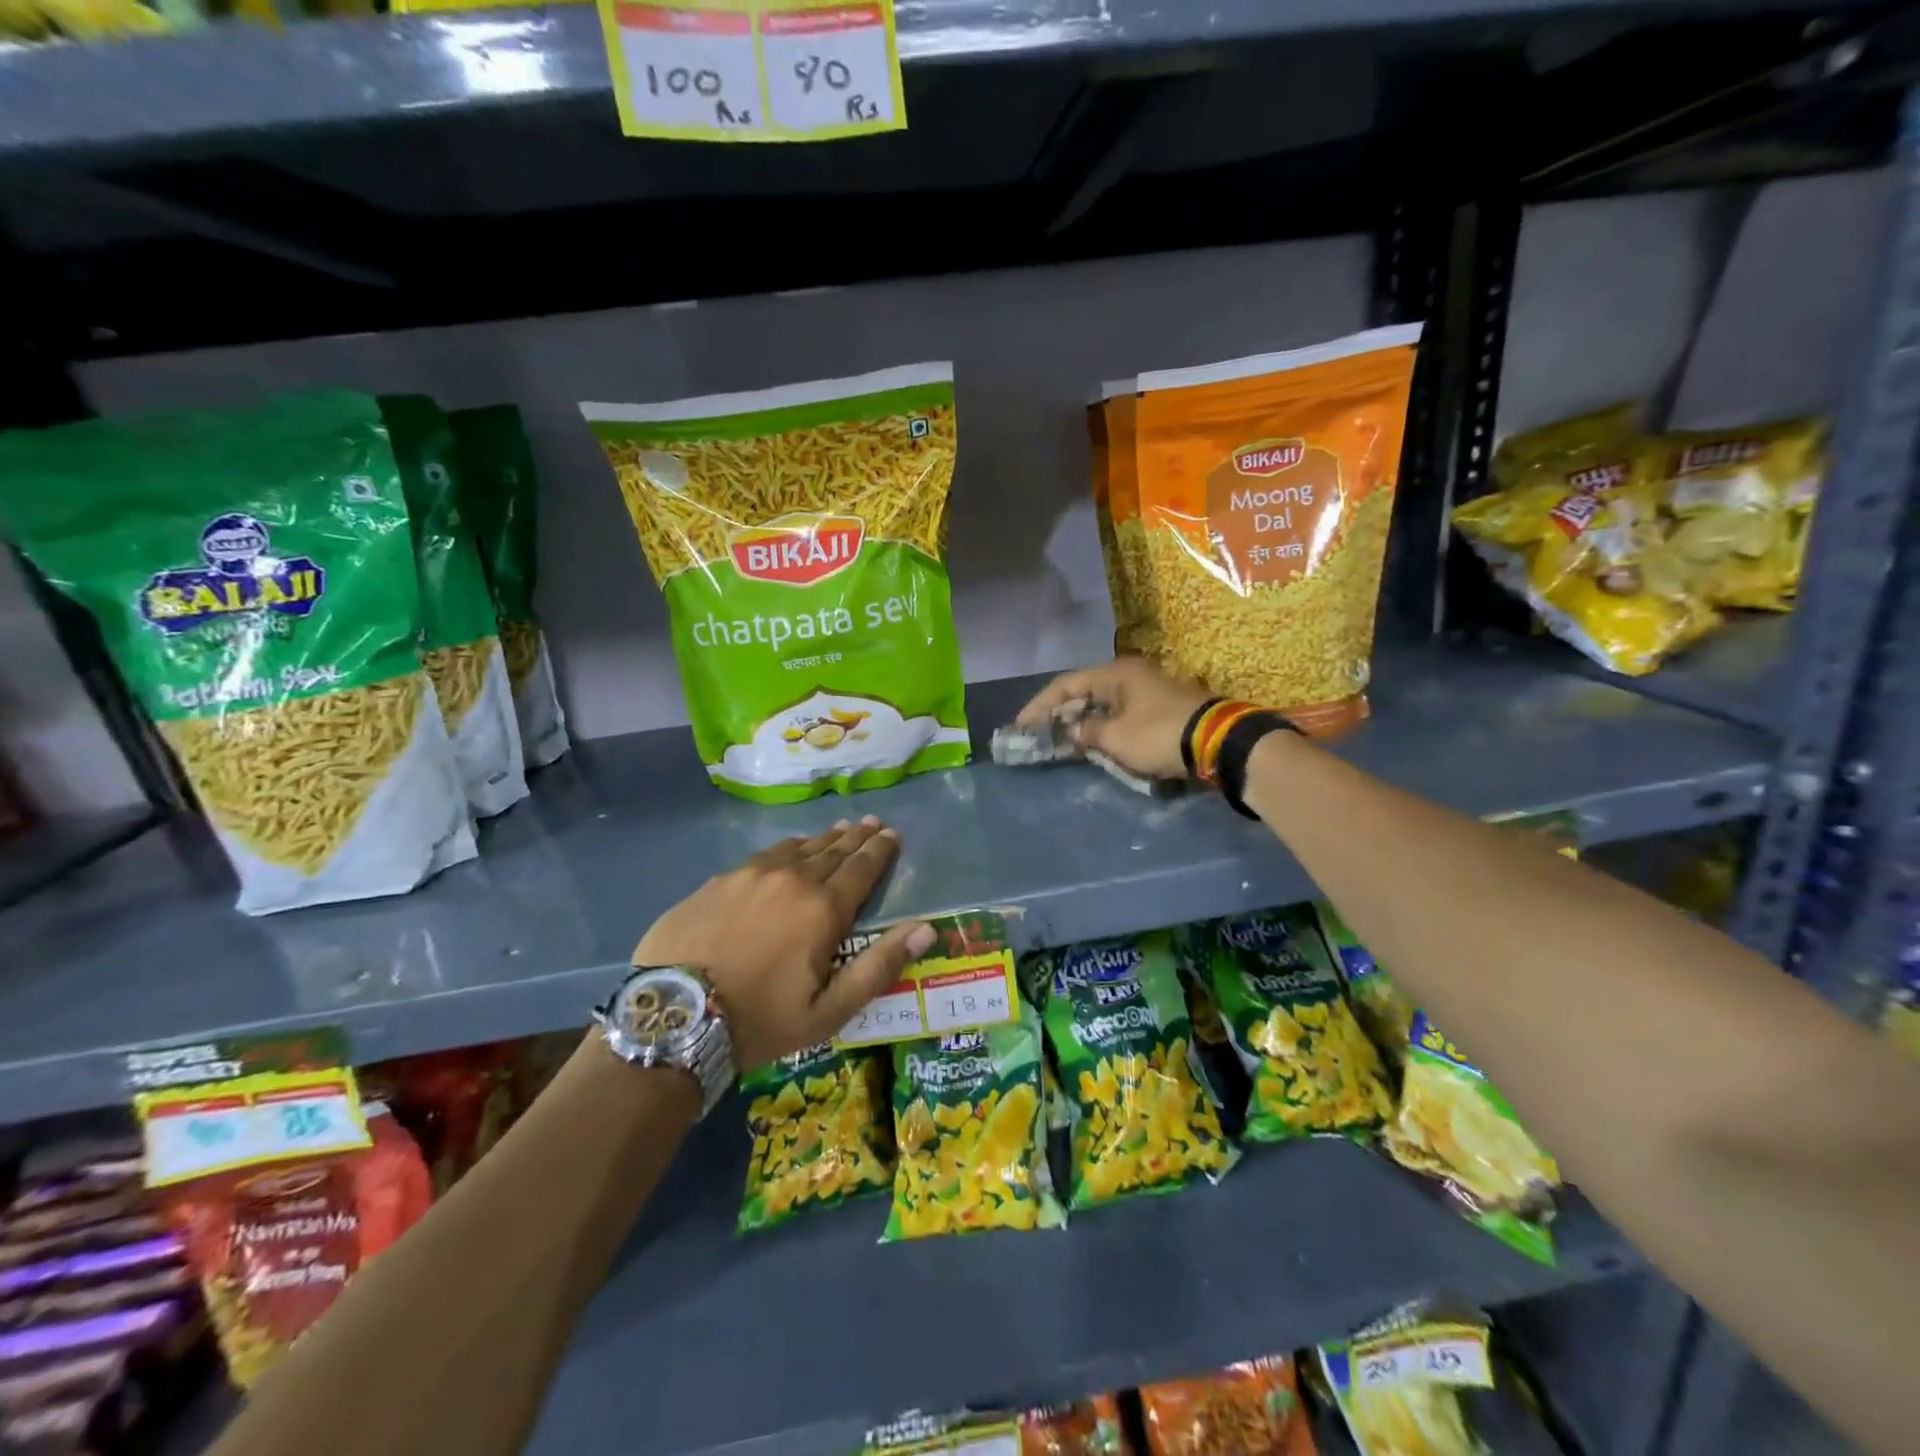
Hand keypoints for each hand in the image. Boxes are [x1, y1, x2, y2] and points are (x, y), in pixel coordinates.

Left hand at [633, 817, 933, 1069]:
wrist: (673, 1017)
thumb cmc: (760, 1021)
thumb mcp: (828, 1011)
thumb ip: (879, 967)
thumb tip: (926, 929)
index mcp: (822, 910)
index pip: (861, 870)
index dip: (880, 852)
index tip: (892, 835)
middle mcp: (792, 880)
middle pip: (832, 852)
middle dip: (857, 838)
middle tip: (873, 823)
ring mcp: (751, 875)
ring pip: (798, 848)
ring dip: (823, 839)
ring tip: (840, 829)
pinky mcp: (719, 881)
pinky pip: (764, 855)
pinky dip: (787, 848)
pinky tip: (789, 848)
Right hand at [1018, 657, 1209, 780]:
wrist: (1219, 742)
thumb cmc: (1160, 734)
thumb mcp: (1116, 737)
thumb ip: (1087, 732)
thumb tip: (1073, 730)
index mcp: (1115, 674)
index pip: (1066, 684)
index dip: (1040, 705)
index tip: (1021, 725)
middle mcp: (1129, 675)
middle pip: (1084, 691)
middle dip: (1060, 713)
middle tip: (1039, 733)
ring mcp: (1147, 690)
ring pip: (1103, 703)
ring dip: (1082, 721)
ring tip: (1061, 740)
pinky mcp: (1160, 708)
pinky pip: (1120, 713)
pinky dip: (1103, 726)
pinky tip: (1093, 742)